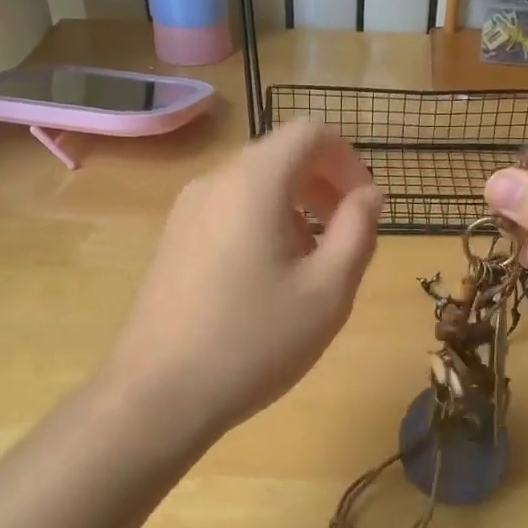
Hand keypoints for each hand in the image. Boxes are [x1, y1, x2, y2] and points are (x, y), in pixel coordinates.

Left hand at [104, 120, 381, 446]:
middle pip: (281, 155)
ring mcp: (187, 210)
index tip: (365, 205)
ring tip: (313, 263)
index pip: (309, 132)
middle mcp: (215, 182)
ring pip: (255, 184)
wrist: (157, 395)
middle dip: (324, 184)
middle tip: (348, 235)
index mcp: (253, 183)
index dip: (348, 159)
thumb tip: (369, 195)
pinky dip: (264, 221)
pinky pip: (230, 209)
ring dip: (296, 206)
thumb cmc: (254, 341)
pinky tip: (270, 277)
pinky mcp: (174, 239)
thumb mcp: (328, 291)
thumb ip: (358, 231)